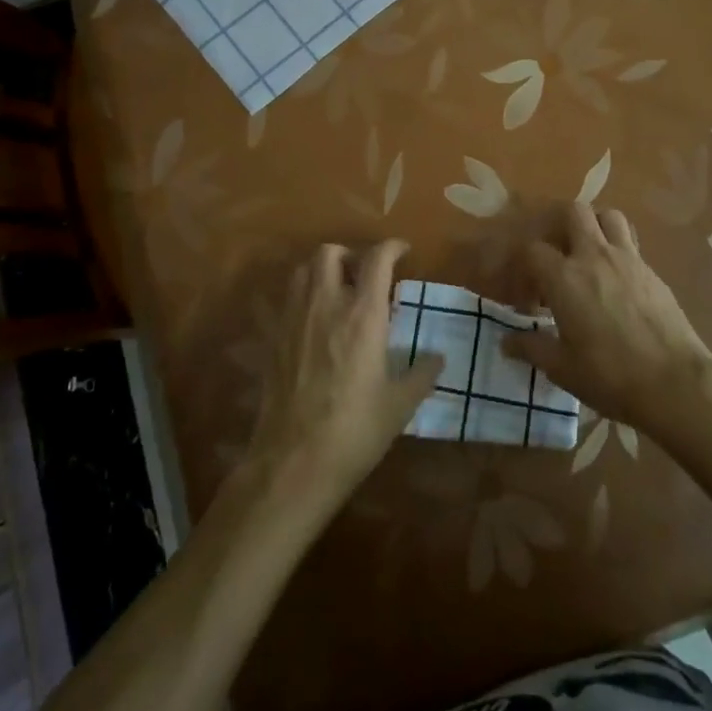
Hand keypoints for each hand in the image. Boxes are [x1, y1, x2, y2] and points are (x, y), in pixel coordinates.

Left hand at [248, 241, 443, 519]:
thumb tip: (437, 357)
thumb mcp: (399, 405)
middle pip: (330, 252)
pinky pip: (288, 298)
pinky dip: (304, 295)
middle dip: (350, 254)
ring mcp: (294, 318)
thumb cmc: (355, 431)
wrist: (293, 462)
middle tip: (365, 275)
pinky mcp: (274, 338)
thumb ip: (421, 374)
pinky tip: (316, 322)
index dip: (391, 248)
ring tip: (338, 292)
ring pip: (303, 270)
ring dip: (322, 270)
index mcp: (362, 315)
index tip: (402, 252)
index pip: (376, 259)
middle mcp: (326, 304)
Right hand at [504, 204, 711, 433]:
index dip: (524, 267)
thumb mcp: (562, 369)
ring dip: (594, 226)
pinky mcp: (652, 271)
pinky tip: (616, 279)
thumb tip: (507, 342)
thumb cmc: (610, 376)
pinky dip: (618, 249)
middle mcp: (594, 256)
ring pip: (608, 216)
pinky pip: (631, 243)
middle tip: (556, 254)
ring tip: (588, 253)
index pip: (532, 249)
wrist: (675, 383)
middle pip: (573, 211)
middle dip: (559, 224)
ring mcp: (628, 259)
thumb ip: (532, 348)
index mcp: (565, 277)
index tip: (527, 296)